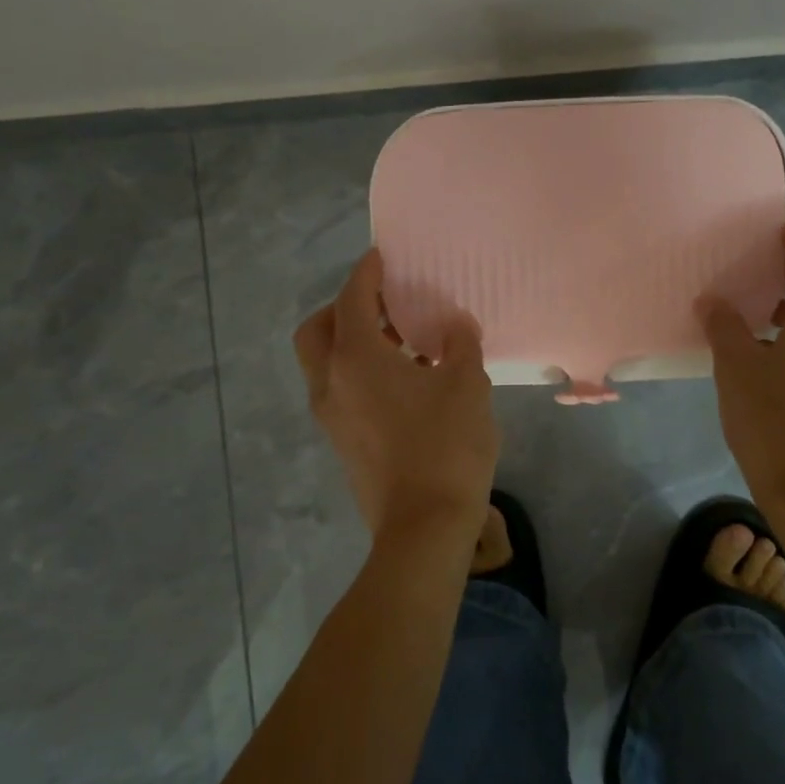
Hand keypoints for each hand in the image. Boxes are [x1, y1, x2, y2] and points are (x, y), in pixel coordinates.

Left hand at [294, 249, 498, 546]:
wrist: (424, 526)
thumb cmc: (446, 445)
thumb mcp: (467, 384)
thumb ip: (460, 345)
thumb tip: (456, 325)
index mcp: (356, 358)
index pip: (352, 299)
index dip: (366, 274)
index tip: (380, 257)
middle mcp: (331, 381)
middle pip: (318, 329)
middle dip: (343, 309)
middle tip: (383, 305)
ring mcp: (331, 416)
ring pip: (325, 363)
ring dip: (353, 343)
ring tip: (403, 343)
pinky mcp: (341, 441)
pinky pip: (340, 390)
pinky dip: (359, 372)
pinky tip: (404, 383)